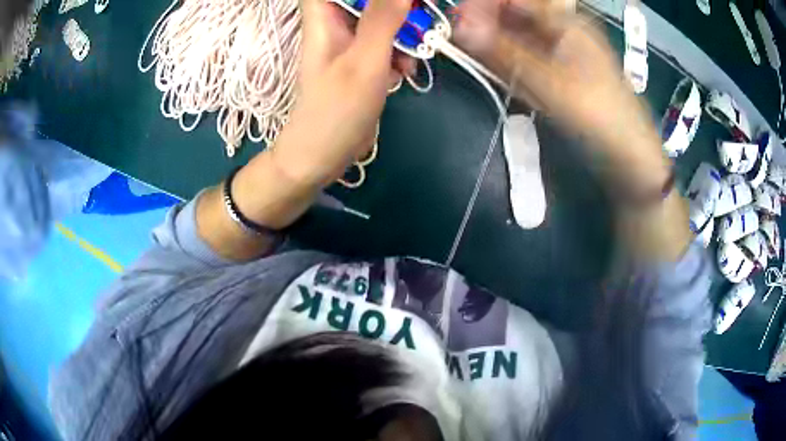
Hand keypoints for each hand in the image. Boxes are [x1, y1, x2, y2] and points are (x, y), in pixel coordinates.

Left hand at [272, 0, 414, 187]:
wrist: (324, 155)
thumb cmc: (336, 109)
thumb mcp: (364, 61)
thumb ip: (382, 20)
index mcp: (324, 17)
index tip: (395, 2)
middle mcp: (335, 23)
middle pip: (368, 0)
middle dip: (398, 9)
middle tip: (420, 19)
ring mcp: (349, 42)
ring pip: (382, 18)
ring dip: (404, 34)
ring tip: (410, 59)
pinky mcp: (362, 59)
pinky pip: (386, 42)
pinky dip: (399, 53)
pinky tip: (403, 72)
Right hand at [453, 0, 667, 184]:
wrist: (627, 153)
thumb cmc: (597, 112)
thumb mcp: (550, 81)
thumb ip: (504, 52)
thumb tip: (459, 26)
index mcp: (565, 20)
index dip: (484, 4)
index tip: (458, 20)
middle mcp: (560, 28)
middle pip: (514, 14)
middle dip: (484, 23)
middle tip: (459, 39)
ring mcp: (559, 50)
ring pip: (516, 35)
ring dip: (493, 43)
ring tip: (471, 53)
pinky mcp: (556, 71)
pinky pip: (525, 56)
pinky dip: (507, 60)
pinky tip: (493, 66)